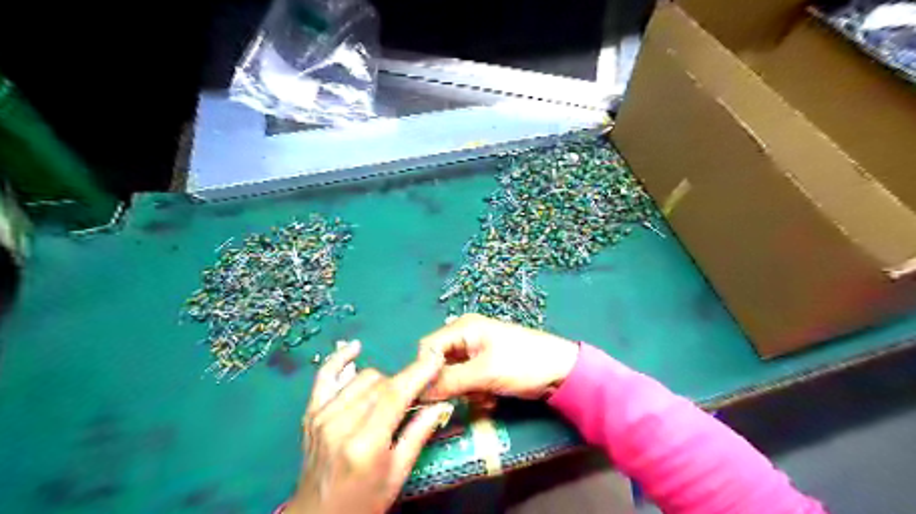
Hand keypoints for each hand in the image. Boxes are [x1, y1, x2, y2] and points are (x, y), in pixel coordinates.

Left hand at [288, 341, 451, 513]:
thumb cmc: (364, 501)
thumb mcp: (397, 474)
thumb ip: (418, 434)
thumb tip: (441, 403)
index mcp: (364, 443)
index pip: (394, 395)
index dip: (417, 372)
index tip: (435, 357)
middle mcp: (340, 423)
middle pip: (380, 383)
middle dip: (402, 385)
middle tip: (414, 397)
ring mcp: (322, 415)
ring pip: (362, 378)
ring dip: (382, 383)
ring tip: (389, 399)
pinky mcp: (311, 412)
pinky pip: (326, 376)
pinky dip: (340, 360)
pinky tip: (355, 348)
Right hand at [418, 314, 573, 401]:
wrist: (563, 372)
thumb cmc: (523, 364)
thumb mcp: (484, 373)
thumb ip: (449, 381)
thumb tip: (418, 393)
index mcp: (463, 328)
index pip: (428, 348)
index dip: (425, 372)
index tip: (430, 396)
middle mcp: (466, 336)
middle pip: (440, 363)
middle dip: (449, 384)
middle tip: (463, 397)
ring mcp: (476, 352)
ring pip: (453, 376)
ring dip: (465, 391)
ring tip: (484, 398)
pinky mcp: (486, 366)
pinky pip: (468, 382)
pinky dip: (476, 393)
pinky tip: (491, 399)